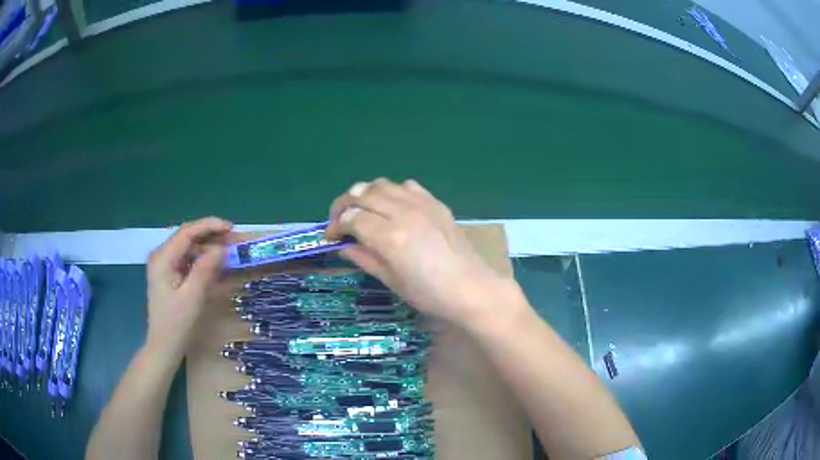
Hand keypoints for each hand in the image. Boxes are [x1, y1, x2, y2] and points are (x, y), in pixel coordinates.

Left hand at [145, 217, 231, 350]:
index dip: (209, 226)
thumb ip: (205, 269)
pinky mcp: (168, 274)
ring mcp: (163, 264)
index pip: (187, 232)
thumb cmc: (177, 323)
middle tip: (233, 239)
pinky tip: (214, 263)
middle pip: (187, 236)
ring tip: (227, 250)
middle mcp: (161, 256)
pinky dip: (201, 257)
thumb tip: (221, 248)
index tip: (231, 227)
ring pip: (187, 246)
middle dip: (210, 235)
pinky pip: (186, 258)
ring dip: (207, 246)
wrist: (164, 345)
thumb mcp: (193, 296)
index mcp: (163, 258)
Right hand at [326, 178, 518, 327]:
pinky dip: (392, 192)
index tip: (330, 237)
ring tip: (362, 210)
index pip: (351, 218)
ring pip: (382, 184)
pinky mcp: (435, 203)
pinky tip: (392, 207)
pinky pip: (406, 186)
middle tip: (339, 220)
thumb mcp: (391, 281)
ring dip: (365, 194)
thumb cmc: (429, 294)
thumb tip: (343, 246)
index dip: (335, 226)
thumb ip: (364, 258)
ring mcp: (421, 204)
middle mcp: (403, 213)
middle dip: (344, 204)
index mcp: (389, 237)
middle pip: (362, 193)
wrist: (471, 288)